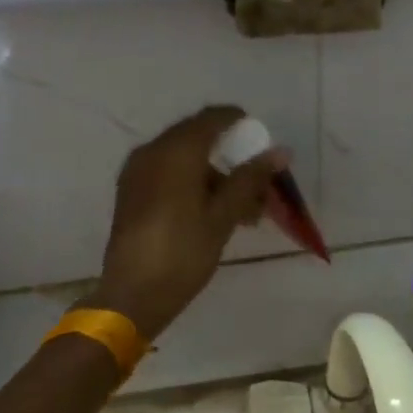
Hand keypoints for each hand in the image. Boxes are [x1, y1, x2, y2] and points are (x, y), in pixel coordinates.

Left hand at [85, 106, 284, 339]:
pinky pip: (169, 175)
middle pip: (197, 138)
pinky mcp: (132, 193)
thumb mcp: (223, 216)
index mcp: (175, 152)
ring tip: (245, 210)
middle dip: (231, 156)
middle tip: (258, 182)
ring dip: (215, 176)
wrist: (133, 294)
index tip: (263, 141)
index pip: (212, 119)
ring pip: (184, 160)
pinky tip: (215, 213)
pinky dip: (194, 184)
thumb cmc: (183, 252)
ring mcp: (138, 172)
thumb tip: (279, 152)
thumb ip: (250, 179)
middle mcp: (152, 152)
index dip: (240, 123)